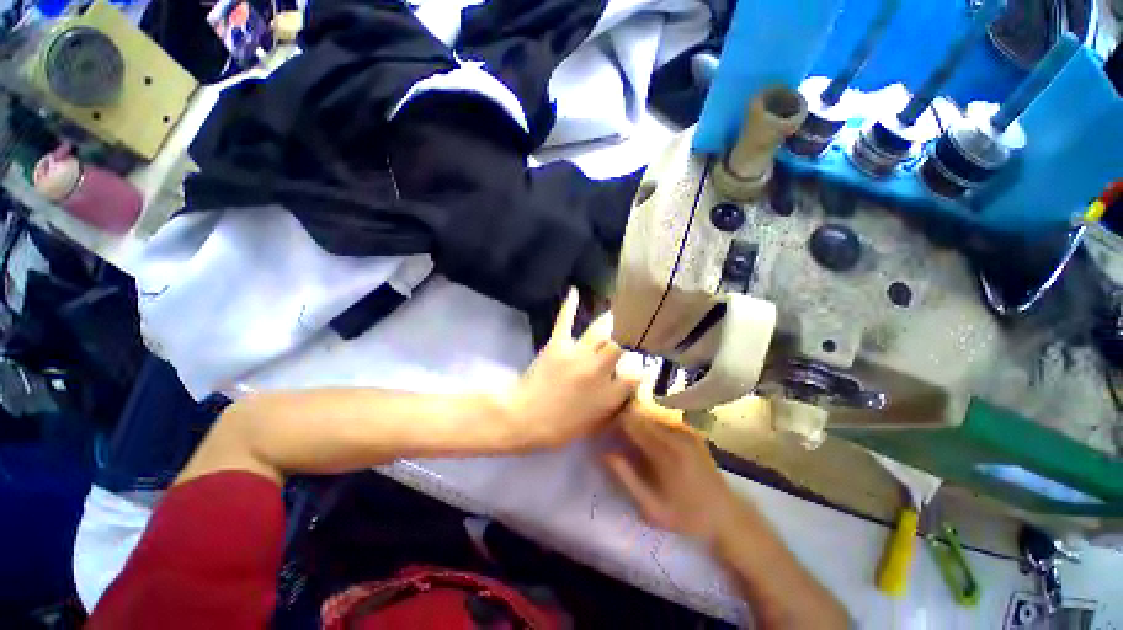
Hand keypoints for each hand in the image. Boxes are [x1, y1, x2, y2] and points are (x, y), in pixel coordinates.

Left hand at [500, 289, 638, 449]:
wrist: (524, 419)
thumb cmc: (561, 428)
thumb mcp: (596, 424)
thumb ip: (616, 404)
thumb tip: (629, 385)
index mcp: (609, 394)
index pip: (637, 373)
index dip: (643, 366)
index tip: (644, 362)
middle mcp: (598, 370)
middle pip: (622, 344)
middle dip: (632, 335)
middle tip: (639, 326)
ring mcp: (577, 354)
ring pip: (601, 331)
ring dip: (612, 320)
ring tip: (621, 311)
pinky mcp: (557, 344)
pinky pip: (565, 321)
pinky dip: (570, 305)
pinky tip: (574, 291)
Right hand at [603, 396, 743, 547]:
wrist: (727, 516)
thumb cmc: (687, 516)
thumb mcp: (652, 507)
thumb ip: (627, 478)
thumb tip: (605, 453)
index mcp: (665, 452)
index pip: (632, 423)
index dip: (615, 422)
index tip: (605, 429)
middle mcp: (676, 434)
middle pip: (641, 415)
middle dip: (625, 420)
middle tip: (615, 434)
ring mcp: (686, 431)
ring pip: (652, 414)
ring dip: (638, 421)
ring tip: (629, 436)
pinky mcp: (692, 432)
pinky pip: (664, 420)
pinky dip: (651, 424)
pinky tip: (648, 438)